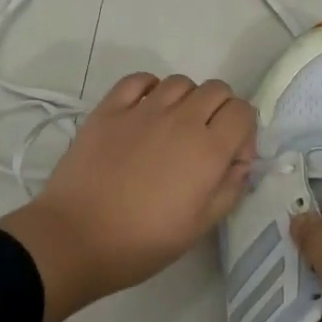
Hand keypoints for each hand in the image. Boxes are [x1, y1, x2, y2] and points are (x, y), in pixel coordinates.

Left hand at [0, 72, 256, 321]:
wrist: (76, 238)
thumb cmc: (143, 241)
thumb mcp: (200, 226)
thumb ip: (229, 189)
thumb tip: (240, 164)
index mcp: (208, 149)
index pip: (243, 112)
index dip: (244, 132)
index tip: (231, 157)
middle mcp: (181, 119)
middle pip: (217, 90)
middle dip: (220, 110)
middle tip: (205, 140)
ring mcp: (143, 109)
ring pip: (180, 81)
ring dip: (187, 99)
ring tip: (173, 127)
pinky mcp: (109, 109)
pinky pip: (139, 80)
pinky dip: (150, 88)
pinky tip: (144, 111)